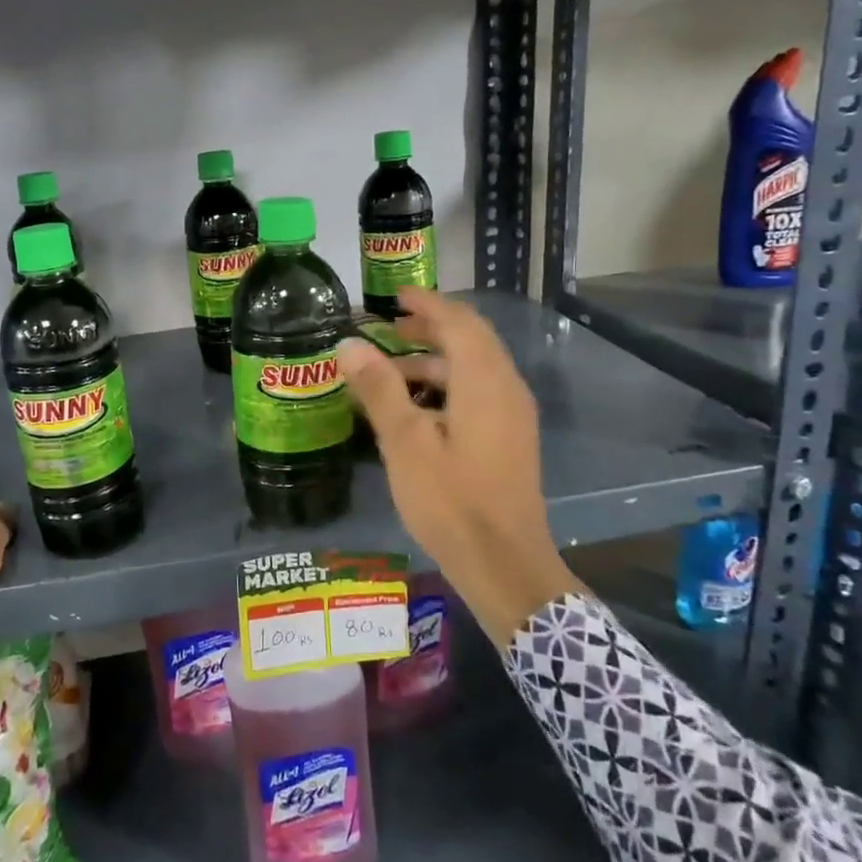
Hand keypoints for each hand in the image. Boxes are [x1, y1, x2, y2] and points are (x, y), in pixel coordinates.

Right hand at [339, 288, 581, 646]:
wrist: (505, 566)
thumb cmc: (452, 501)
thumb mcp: (406, 443)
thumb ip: (379, 388)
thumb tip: (349, 344)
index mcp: (485, 381)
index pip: (459, 322)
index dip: (427, 304)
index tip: (395, 295)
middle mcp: (506, 389)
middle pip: (471, 340)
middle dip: (431, 327)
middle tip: (390, 325)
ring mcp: (513, 416)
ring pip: (474, 368)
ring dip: (435, 359)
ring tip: (390, 370)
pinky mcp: (510, 439)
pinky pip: (478, 392)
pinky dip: (447, 384)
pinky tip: (416, 408)